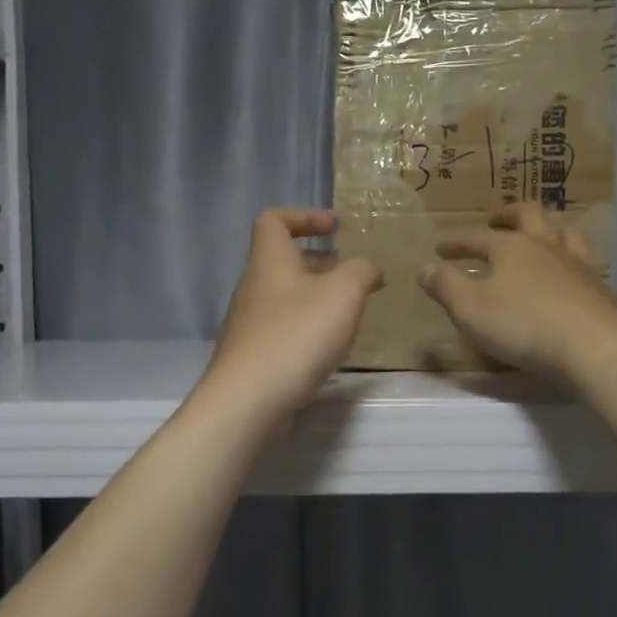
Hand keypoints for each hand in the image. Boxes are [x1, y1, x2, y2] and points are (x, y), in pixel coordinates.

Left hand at [199, 208, 383, 422]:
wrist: (247, 400)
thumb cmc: (296, 335)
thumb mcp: (343, 293)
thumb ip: (361, 272)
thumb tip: (369, 269)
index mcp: (269, 261)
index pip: (274, 219)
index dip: (304, 215)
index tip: (335, 226)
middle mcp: (253, 287)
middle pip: (282, 261)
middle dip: (319, 262)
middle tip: (351, 275)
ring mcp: (249, 324)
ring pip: (284, 296)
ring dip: (315, 297)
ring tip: (347, 313)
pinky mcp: (252, 356)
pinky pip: (282, 328)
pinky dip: (306, 327)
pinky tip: (327, 348)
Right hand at [417, 203, 616, 386]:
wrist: (594, 346)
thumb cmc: (523, 325)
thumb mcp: (470, 309)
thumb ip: (445, 286)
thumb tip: (425, 267)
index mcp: (510, 247)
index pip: (477, 239)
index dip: (456, 243)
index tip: (440, 249)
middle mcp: (545, 245)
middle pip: (529, 215)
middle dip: (509, 215)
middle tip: (497, 220)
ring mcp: (577, 263)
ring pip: (563, 230)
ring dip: (547, 227)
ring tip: (538, 234)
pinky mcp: (599, 286)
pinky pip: (582, 258)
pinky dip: (568, 256)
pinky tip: (567, 271)